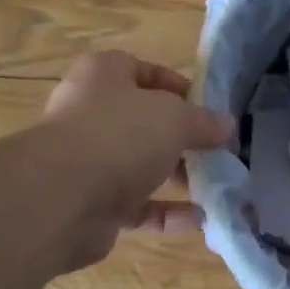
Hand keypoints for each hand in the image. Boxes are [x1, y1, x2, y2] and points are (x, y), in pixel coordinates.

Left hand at [39, 51, 233, 267]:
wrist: (63, 198)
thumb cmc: (120, 135)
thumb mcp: (175, 118)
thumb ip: (203, 121)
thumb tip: (226, 126)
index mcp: (102, 77)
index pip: (139, 69)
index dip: (173, 83)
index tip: (205, 104)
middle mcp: (90, 115)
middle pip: (143, 122)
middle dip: (181, 137)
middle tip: (215, 149)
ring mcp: (89, 162)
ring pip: (141, 166)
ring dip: (177, 176)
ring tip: (215, 185)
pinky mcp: (93, 204)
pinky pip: (138, 206)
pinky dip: (167, 213)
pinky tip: (199, 219)